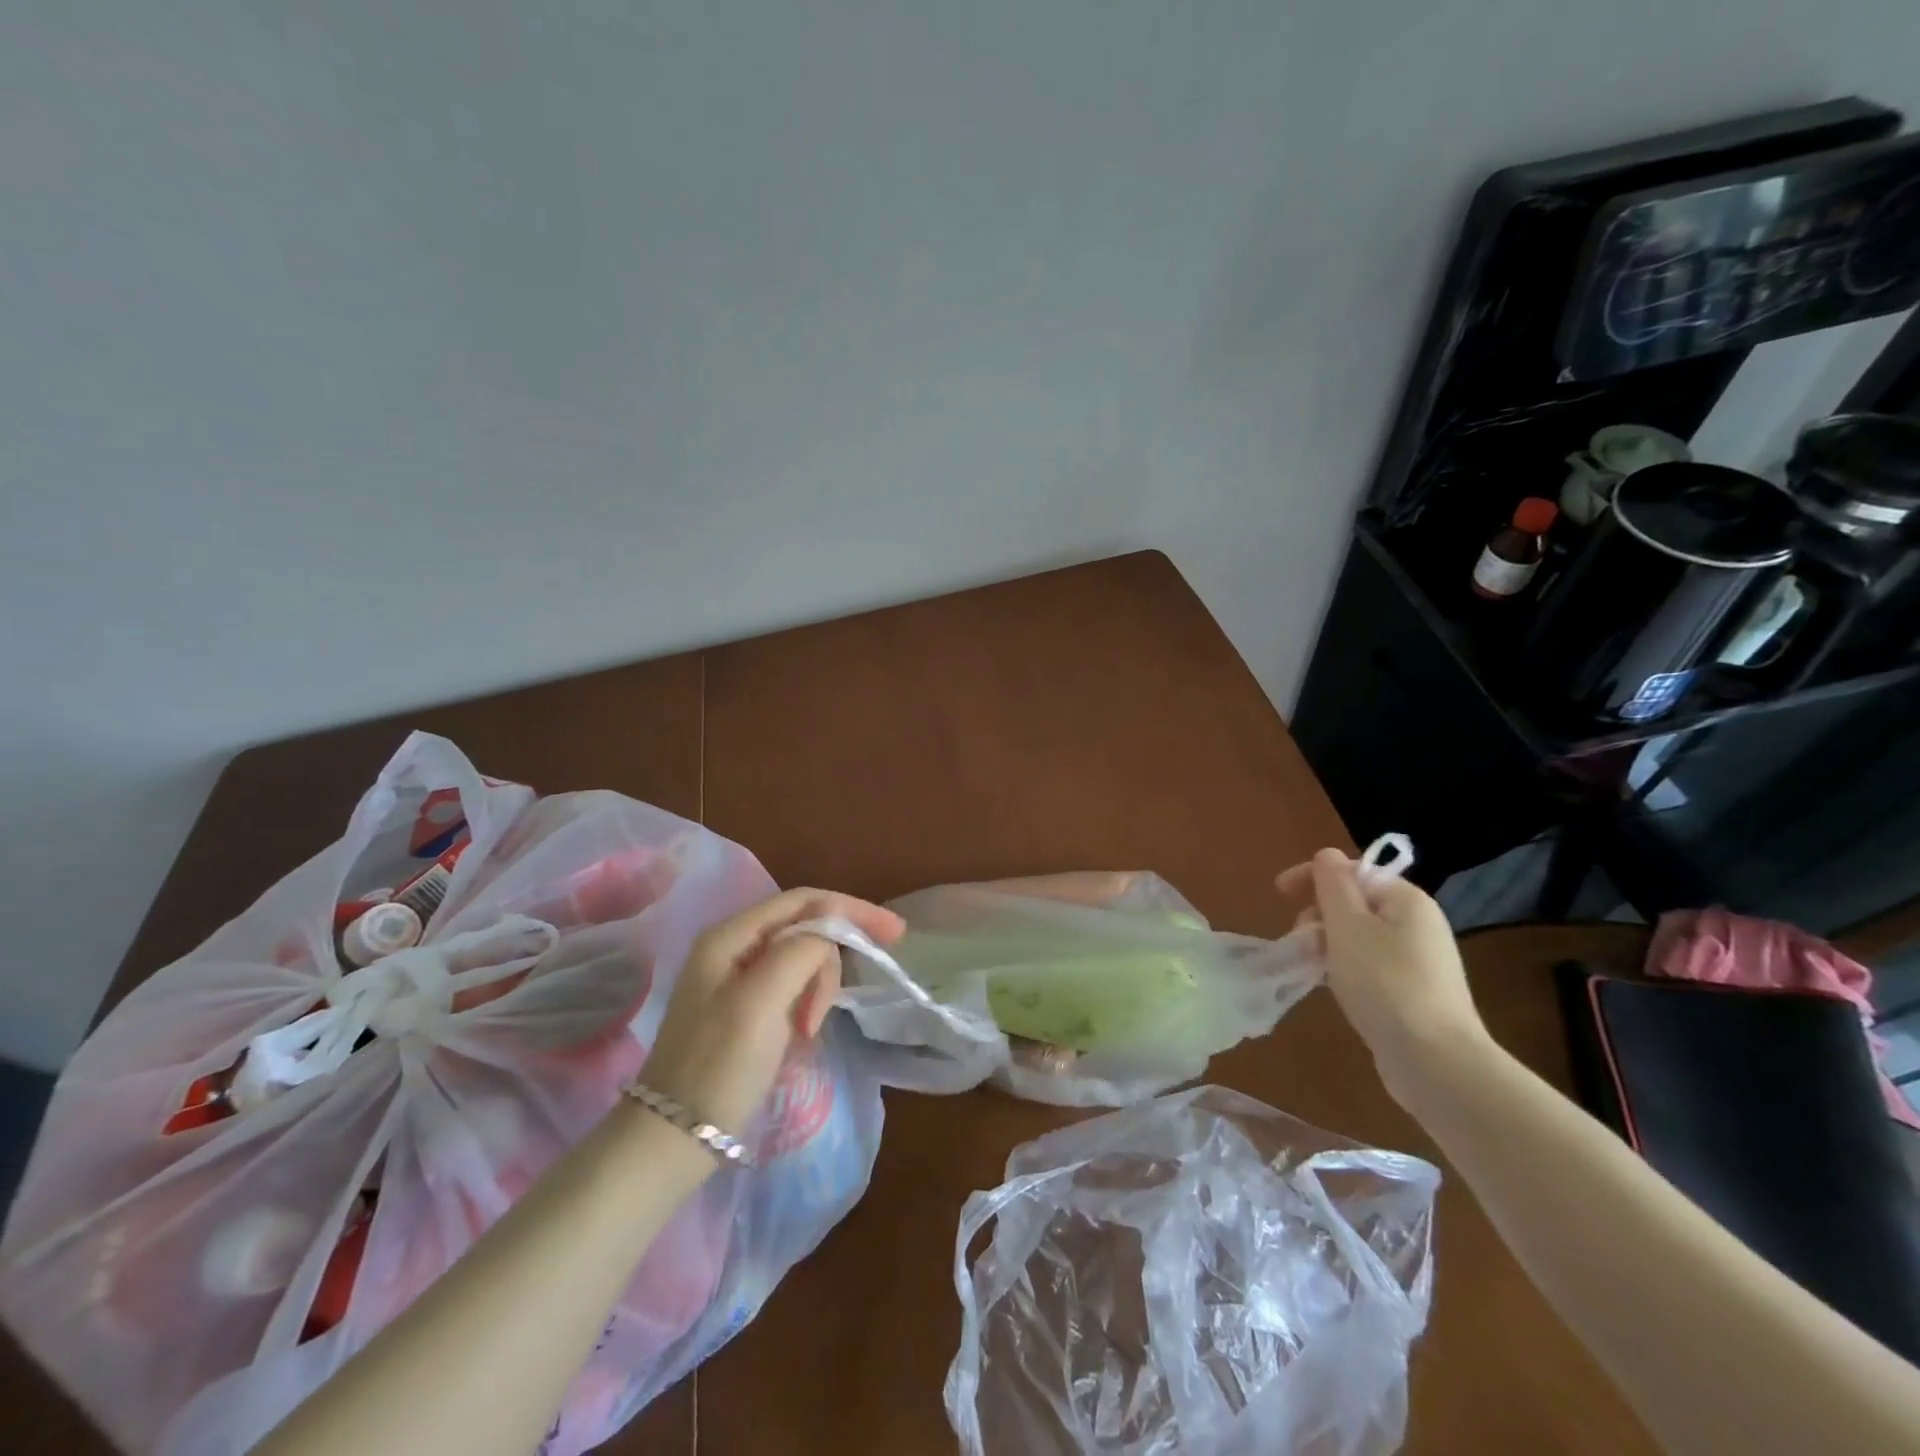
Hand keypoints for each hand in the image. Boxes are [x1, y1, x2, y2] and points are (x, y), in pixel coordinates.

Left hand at [637, 889, 904, 1138]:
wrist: (674, 1139)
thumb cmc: (719, 1066)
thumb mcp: (761, 1002)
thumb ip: (800, 952)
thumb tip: (829, 934)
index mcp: (730, 936)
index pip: (804, 901)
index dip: (851, 909)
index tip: (895, 933)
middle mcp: (733, 947)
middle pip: (805, 929)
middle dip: (828, 961)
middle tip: (827, 1009)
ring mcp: (737, 978)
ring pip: (802, 960)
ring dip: (818, 989)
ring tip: (809, 1029)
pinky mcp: (746, 1007)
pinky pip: (793, 986)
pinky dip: (807, 1003)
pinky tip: (804, 1030)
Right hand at [1275, 849, 1488, 1100]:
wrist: (1436, 1062)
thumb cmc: (1385, 983)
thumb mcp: (1347, 926)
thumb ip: (1333, 885)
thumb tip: (1327, 855)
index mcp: (1406, 900)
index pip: (1353, 871)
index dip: (1313, 877)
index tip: (1279, 895)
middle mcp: (1418, 923)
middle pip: (1356, 902)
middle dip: (1319, 914)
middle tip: (1299, 940)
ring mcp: (1420, 961)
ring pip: (1359, 936)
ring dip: (1328, 943)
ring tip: (1310, 966)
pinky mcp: (1414, 993)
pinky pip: (1369, 965)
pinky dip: (1344, 968)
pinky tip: (1332, 987)